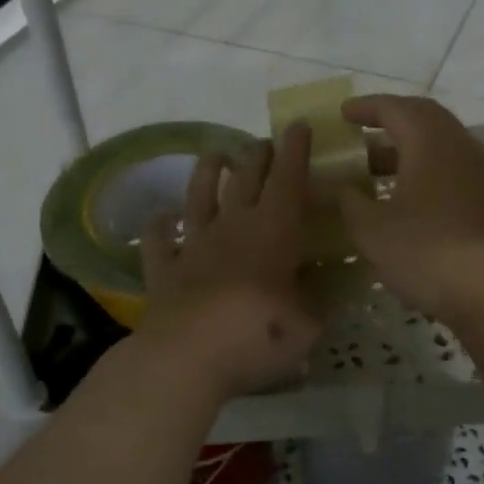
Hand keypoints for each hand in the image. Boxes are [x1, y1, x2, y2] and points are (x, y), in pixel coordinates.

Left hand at [137, 123, 321, 401]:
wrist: (188, 357)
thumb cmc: (259, 335)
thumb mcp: (308, 324)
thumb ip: (318, 300)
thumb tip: (325, 286)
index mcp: (274, 233)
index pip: (288, 180)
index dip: (295, 151)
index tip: (298, 126)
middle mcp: (233, 227)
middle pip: (245, 179)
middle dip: (256, 156)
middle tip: (263, 142)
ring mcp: (194, 245)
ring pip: (200, 196)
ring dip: (208, 172)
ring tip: (216, 155)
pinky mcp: (164, 269)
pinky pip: (158, 239)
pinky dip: (160, 225)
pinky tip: (162, 217)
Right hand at [336, 95, 483, 325]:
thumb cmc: (425, 251)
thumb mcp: (372, 229)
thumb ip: (350, 202)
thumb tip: (340, 189)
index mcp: (429, 142)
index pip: (394, 109)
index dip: (365, 108)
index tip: (343, 114)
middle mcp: (458, 146)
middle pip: (423, 117)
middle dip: (391, 119)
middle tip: (363, 129)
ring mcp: (478, 172)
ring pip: (440, 143)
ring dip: (408, 146)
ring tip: (377, 166)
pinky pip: (451, 166)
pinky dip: (425, 167)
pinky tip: (407, 194)